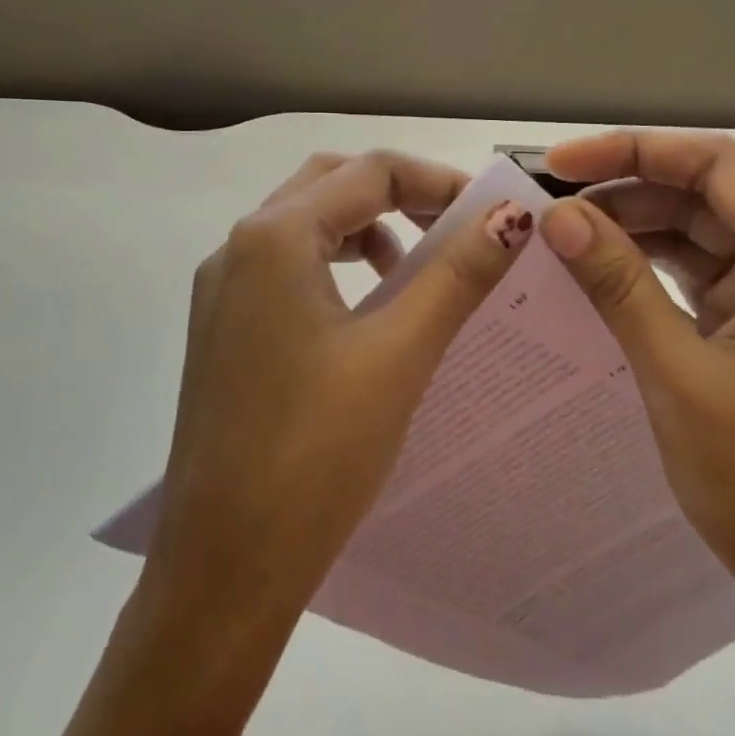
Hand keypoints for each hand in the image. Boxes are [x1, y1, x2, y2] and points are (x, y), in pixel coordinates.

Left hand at [138, 150, 528, 685]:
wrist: (226, 564)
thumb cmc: (316, 453)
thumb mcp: (399, 353)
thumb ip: (457, 274)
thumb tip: (512, 216)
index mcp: (272, 238)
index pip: (368, 171)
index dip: (436, 181)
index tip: (491, 215)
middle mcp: (237, 250)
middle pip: (329, 185)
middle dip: (397, 194)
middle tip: (455, 229)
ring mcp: (223, 293)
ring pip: (304, 226)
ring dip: (365, 229)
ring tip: (415, 268)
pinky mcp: (224, 332)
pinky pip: (287, 270)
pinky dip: (335, 266)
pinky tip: (368, 310)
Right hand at [538, 130, 734, 636]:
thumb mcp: (677, 372)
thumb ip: (618, 285)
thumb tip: (557, 217)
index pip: (716, 167)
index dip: (634, 152)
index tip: (559, 165)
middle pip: (707, 198)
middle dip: (627, 196)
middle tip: (550, 214)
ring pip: (701, 239)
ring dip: (636, 235)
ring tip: (564, 243)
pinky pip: (702, 282)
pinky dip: (653, 275)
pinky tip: (601, 278)